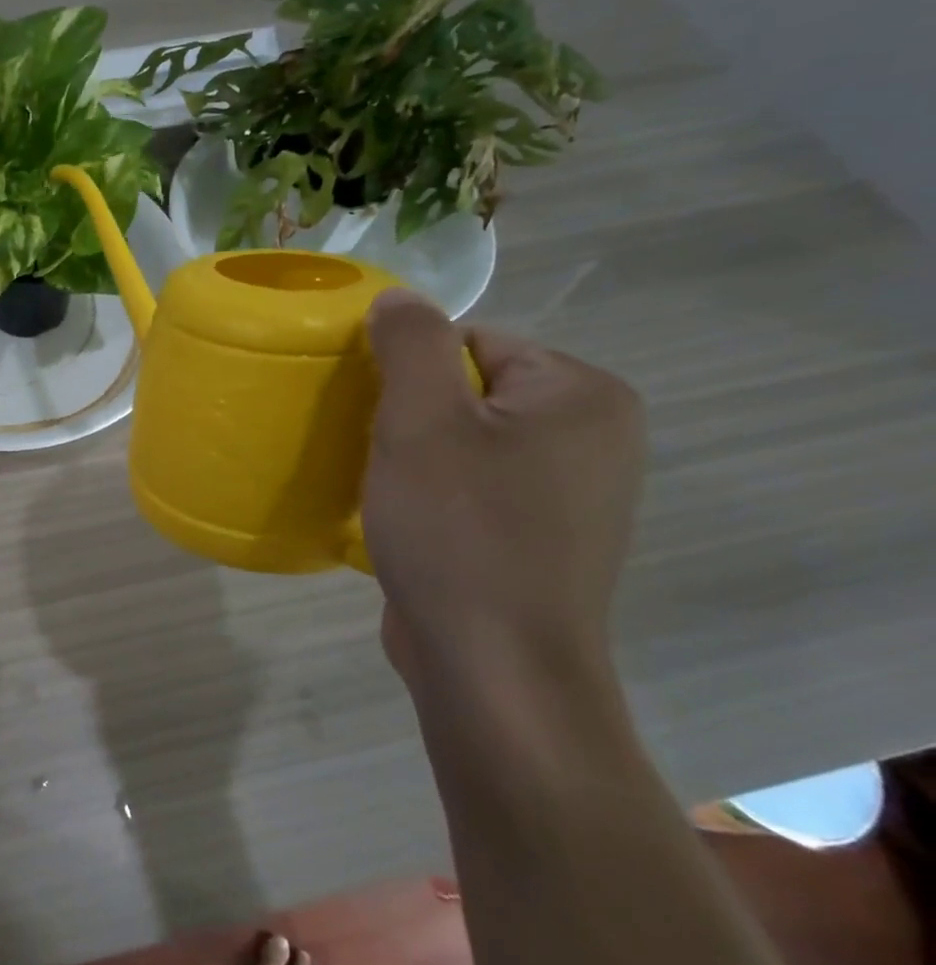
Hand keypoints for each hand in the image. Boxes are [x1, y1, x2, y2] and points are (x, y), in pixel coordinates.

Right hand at [362, 290, 644, 703]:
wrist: (494, 666)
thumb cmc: (458, 530)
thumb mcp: (421, 421)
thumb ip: (410, 343)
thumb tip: (397, 298)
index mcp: (581, 395)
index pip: (474, 342)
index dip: (408, 371)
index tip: (371, 414)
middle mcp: (593, 437)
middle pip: (470, 391)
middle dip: (410, 415)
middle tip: (374, 453)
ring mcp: (572, 494)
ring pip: (467, 443)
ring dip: (415, 457)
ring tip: (382, 489)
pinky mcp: (542, 539)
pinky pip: (475, 488)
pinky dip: (434, 494)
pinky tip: (406, 523)